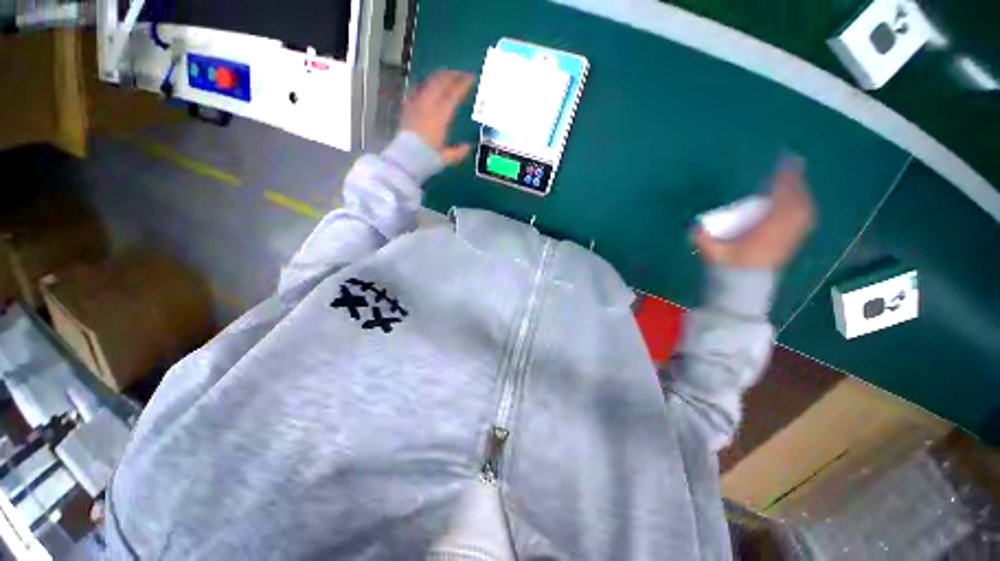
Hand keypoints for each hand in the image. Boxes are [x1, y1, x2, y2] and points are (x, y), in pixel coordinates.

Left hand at [401, 70, 474, 164]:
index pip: (453, 94)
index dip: (463, 84)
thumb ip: (458, 152)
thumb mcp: (446, 158)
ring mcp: (416, 105)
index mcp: (441, 117)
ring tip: (446, 74)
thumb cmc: (426, 159)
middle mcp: (428, 106)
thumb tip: (467, 146)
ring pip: (428, 83)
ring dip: (439, 76)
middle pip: (441, 83)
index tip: (471, 78)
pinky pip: (415, 90)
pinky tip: (426, 85)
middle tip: (461, 73)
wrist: (404, 159)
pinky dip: (423, 85)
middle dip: (453, 76)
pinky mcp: (407, 108)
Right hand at [694, 157, 814, 268]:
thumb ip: (704, 240)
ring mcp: (792, 237)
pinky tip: (800, 197)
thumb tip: (694, 225)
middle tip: (791, 162)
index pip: (780, 205)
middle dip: (795, 182)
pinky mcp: (794, 239)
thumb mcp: (713, 254)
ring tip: (795, 175)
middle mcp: (784, 233)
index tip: (781, 167)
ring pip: (804, 208)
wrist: (745, 285)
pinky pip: (805, 217)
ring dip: (801, 190)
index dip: (782, 185)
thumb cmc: (729, 267)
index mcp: (767, 235)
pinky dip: (804, 203)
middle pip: (796, 202)